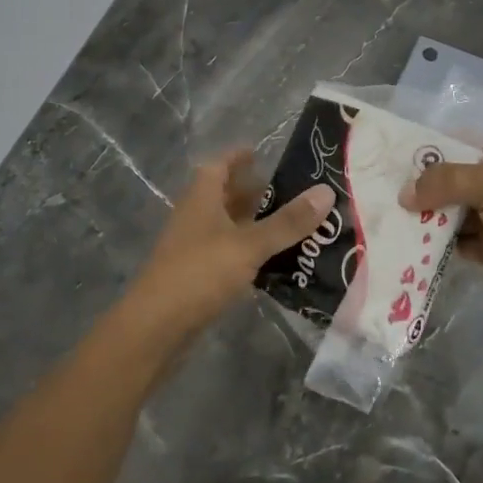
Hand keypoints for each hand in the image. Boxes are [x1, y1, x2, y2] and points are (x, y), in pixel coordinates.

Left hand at [123, 147, 335, 339]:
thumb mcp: (249, 244)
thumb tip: (326, 191)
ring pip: (230, 226)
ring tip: (294, 225)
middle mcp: (196, 216)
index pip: (220, 165)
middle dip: (256, 192)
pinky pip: (230, 254)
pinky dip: (251, 252)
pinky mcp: (199, 276)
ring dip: (256, 224)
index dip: (239, 157)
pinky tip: (276, 262)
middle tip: (294, 191)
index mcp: (202, 197)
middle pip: (226, 195)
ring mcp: (195, 247)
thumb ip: (287, 221)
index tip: (264, 153)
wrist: (156, 328)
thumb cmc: (199, 273)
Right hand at [402, 136, 482, 341]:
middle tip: (383, 189)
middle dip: (423, 186)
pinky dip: (435, 243)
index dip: (435, 150)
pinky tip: (408, 242)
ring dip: (426, 216)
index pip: (465, 146)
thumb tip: (405, 194)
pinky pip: (454, 243)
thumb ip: (447, 181)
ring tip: (388, 215)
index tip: (397, 158)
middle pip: (454, 181)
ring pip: (451, 213)